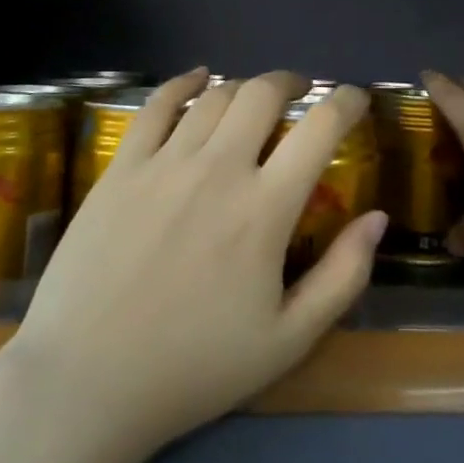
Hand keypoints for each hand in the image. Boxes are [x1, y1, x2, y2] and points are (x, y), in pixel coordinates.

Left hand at [8, 69, 387, 462]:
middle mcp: (218, 169)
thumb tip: (377, 217)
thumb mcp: (288, 340)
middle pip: (263, 93)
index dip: (347, 102)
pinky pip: (156, 105)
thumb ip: (343, 276)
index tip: (356, 100)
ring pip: (215, 95)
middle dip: (293, 82)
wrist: (86, 383)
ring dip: (245, 87)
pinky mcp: (121, 168)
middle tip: (303, 93)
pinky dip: (183, 83)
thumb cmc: (194, 368)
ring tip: (254, 100)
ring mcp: (164, 163)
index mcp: (265, 208)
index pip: (320, 127)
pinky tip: (197, 79)